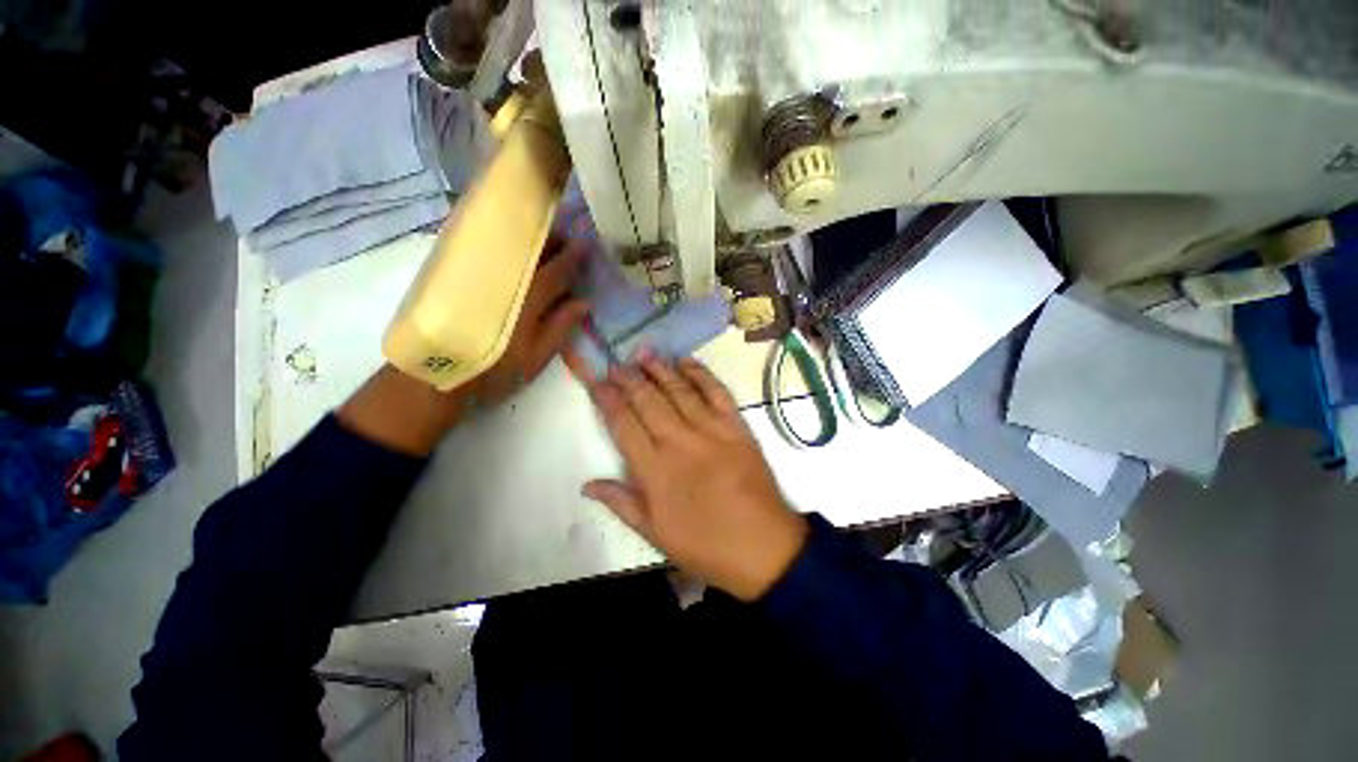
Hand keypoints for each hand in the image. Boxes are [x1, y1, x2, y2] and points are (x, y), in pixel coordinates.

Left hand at [339, 236, 588, 455]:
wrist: (431, 379)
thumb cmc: (492, 375)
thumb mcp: (535, 359)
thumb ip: (560, 328)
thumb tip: (583, 302)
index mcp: (525, 302)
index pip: (555, 272)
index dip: (572, 257)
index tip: (586, 244)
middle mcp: (500, 280)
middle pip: (529, 248)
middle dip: (550, 238)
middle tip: (566, 236)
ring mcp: (474, 273)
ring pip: (506, 244)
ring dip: (528, 238)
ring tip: (543, 240)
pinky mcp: (451, 272)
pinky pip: (484, 248)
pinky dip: (503, 244)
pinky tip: (511, 248)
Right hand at [566, 352, 807, 600]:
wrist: (763, 547)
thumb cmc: (705, 545)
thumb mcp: (655, 534)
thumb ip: (621, 502)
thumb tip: (587, 484)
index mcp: (655, 470)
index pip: (623, 424)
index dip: (607, 399)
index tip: (597, 382)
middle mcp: (679, 442)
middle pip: (648, 400)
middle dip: (628, 378)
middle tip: (616, 363)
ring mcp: (711, 430)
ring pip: (678, 390)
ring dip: (659, 369)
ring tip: (643, 353)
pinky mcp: (736, 426)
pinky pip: (716, 391)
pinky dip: (699, 373)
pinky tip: (685, 361)